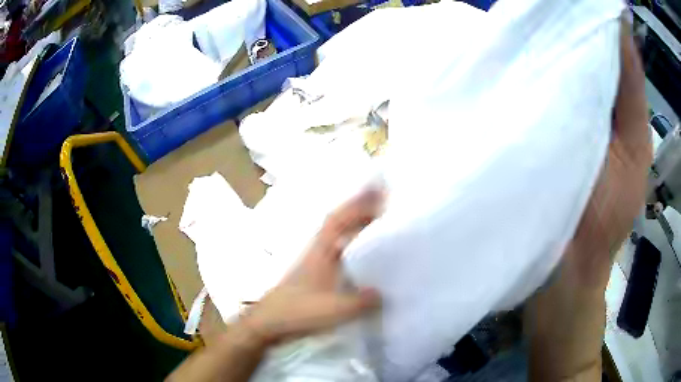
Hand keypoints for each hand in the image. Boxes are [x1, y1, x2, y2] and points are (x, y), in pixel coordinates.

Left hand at [239, 189, 382, 345]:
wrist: (269, 322)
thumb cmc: (299, 311)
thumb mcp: (335, 309)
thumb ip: (362, 301)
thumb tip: (382, 293)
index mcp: (321, 251)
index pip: (339, 219)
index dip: (358, 203)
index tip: (377, 190)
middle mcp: (317, 251)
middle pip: (339, 223)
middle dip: (360, 210)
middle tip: (384, 203)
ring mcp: (315, 263)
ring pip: (338, 237)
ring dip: (355, 226)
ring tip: (377, 223)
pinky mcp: (314, 276)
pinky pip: (338, 253)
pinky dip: (351, 246)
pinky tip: (361, 255)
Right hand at [526, 22, 652, 380]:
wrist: (566, 268)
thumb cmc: (609, 215)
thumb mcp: (634, 150)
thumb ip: (631, 91)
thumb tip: (620, 24)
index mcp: (609, 97)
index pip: (596, 39)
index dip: (583, 13)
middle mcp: (578, 96)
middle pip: (566, 47)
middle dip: (551, 23)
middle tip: (529, 1)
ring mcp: (547, 111)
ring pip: (540, 65)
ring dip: (528, 44)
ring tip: (508, 20)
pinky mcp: (521, 129)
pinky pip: (519, 92)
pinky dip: (512, 73)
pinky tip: (498, 56)